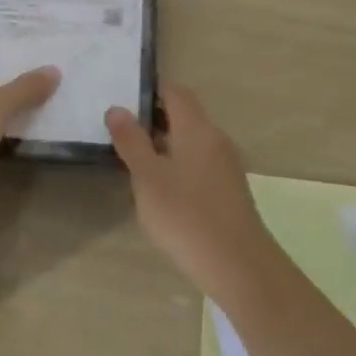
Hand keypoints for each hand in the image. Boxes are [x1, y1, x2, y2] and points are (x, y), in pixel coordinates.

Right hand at [106, 86, 277, 297]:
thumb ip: (132, 141)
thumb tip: (118, 108)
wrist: (238, 264)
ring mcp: (227, 164)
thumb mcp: (148, 178)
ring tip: (137, 162)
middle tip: (123, 133)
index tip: (124, 100)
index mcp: (197, 127)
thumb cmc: (186, 215)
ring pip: (193, 140)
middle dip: (155, 119)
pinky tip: (164, 190)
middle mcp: (216, 138)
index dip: (151, 91)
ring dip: (167, 143)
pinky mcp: (230, 189)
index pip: (175, 92)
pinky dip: (180, 164)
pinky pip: (201, 162)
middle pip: (185, 115)